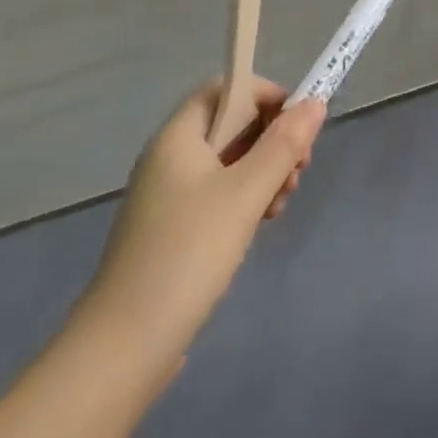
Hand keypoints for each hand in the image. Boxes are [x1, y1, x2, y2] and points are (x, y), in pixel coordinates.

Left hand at [75, 78, 324, 372]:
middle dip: (270, 139)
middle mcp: (169, 158)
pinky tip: (258, 225)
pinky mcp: (170, 232)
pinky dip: (243, 199)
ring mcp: (167, 197)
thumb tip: (315, 103)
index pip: (226, 87)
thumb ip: (283, 145)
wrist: (122, 350)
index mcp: (178, 137)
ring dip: (261, 172)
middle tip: (296, 172)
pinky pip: (216, 194)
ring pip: (227, 162)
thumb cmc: (186, 255)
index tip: (296, 125)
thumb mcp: (245, 194)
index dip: (264, 94)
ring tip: (280, 204)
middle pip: (230, 123)